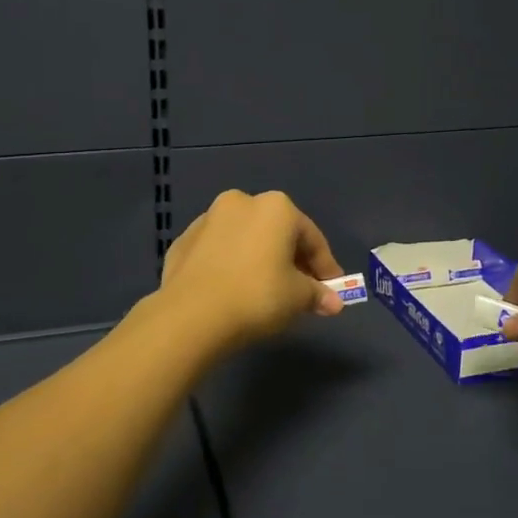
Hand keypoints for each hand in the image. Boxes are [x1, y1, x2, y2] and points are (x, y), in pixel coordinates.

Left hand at [156, 190, 346, 353]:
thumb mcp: (298, 298)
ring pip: (245, 240)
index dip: (325, 266)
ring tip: (265, 291)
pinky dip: (230, 266)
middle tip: (300, 290)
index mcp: (276, 208)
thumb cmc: (257, 296)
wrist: (191, 315)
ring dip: (258, 260)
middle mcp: (241, 202)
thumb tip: (334, 302)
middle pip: (276, 233)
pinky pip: (217, 253)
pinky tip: (233, 291)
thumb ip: (317, 294)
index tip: (331, 289)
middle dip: (291, 260)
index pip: (311, 238)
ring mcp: (207, 220)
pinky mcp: (182, 242)